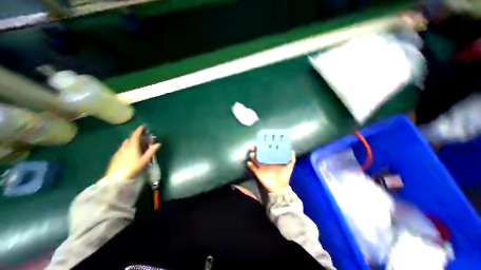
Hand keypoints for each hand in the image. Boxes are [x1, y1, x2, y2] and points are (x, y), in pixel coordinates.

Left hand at [105, 126, 159, 179]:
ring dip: (131, 141)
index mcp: (132, 147)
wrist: (116, 179)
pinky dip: (127, 146)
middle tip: (142, 136)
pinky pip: (122, 148)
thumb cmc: (132, 168)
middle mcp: (124, 148)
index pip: (135, 136)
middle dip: (136, 135)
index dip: (139, 130)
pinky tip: (129, 151)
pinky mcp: (115, 157)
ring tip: (137, 142)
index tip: (143, 126)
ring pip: (125, 143)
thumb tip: (158, 144)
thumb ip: (151, 151)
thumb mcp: (144, 160)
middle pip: (130, 139)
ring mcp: (119, 152)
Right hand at [247, 146, 296, 192]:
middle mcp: (265, 161)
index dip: (263, 146)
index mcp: (271, 159)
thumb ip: (291, 159)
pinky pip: (253, 168)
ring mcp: (261, 167)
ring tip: (252, 154)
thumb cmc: (284, 176)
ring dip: (252, 156)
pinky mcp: (258, 172)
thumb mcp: (289, 166)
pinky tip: (249, 163)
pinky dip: (250, 165)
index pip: (266, 151)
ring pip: (254, 160)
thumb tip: (292, 150)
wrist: (280, 187)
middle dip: (255, 150)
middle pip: (258, 154)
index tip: (261, 142)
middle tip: (254, 147)